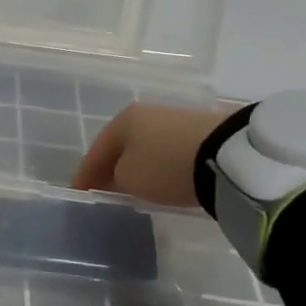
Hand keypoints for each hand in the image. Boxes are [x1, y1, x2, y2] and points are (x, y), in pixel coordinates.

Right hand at [70, 102, 236, 206]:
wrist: (227, 155)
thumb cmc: (166, 166)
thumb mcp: (130, 179)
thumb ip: (114, 178)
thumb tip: (117, 176)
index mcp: (122, 120)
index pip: (95, 151)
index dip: (84, 174)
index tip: (78, 193)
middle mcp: (146, 112)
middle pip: (121, 145)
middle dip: (111, 166)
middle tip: (104, 188)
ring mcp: (175, 118)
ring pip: (145, 145)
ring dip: (137, 163)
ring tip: (134, 184)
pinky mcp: (200, 129)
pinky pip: (167, 149)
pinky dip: (159, 162)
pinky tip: (161, 175)